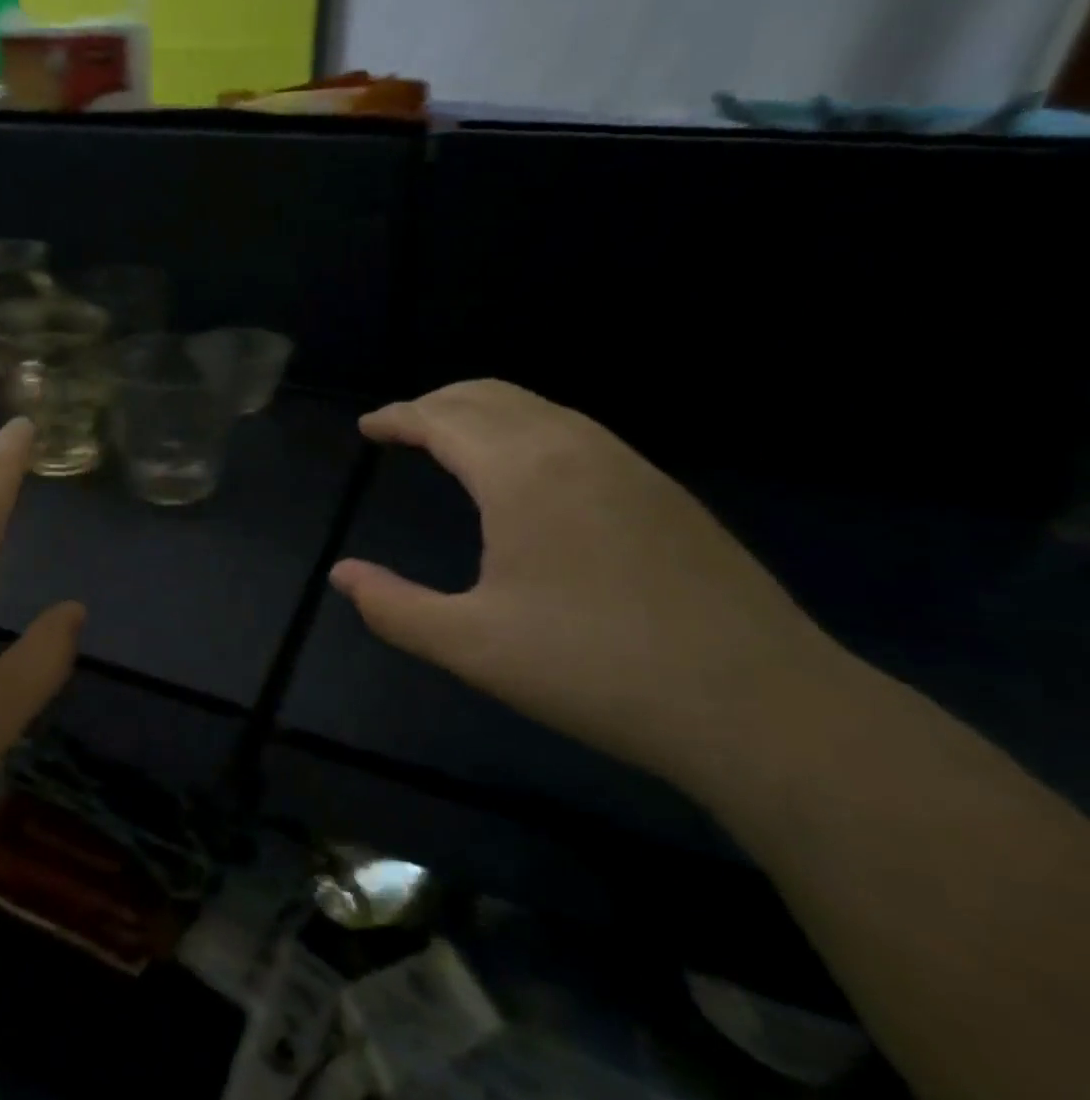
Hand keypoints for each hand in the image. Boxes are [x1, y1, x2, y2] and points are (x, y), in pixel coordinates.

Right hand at [328, 380, 854, 789]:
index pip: (444, 418)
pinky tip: (526, 474)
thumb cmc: (594, 669)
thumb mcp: (471, 646)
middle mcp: (574, 447)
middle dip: (437, 402)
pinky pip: (575, 432)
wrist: (758, 704)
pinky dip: (527, 430)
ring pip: (538, 408)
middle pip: (490, 395)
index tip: (368, 426)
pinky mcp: (662, 491)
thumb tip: (342, 575)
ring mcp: (628, 464)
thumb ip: (393, 607)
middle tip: (402, 426)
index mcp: (521, 472)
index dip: (399, 416)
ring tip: (453, 442)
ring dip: (484, 412)